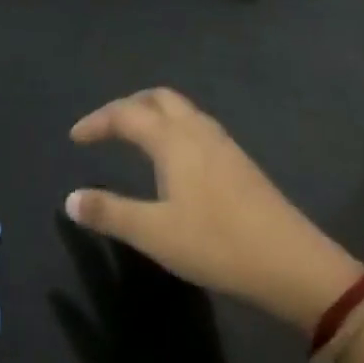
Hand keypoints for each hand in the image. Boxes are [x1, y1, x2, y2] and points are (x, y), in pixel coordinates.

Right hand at [66, 88, 363, 332]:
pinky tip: (175, 159)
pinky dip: (173, 127)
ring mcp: (223, 144)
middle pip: (157, 98)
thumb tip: (70, 199)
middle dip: (127, 106)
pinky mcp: (240, 162)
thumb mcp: (154, 233)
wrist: (293, 264)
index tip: (75, 137)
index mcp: (172, 139)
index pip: (125, 115)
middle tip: (106, 128)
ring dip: (152, 114)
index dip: (97, 122)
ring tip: (135, 137)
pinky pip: (196, 125)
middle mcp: (196, 130)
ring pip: (181, 110)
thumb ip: (110, 212)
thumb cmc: (217, 244)